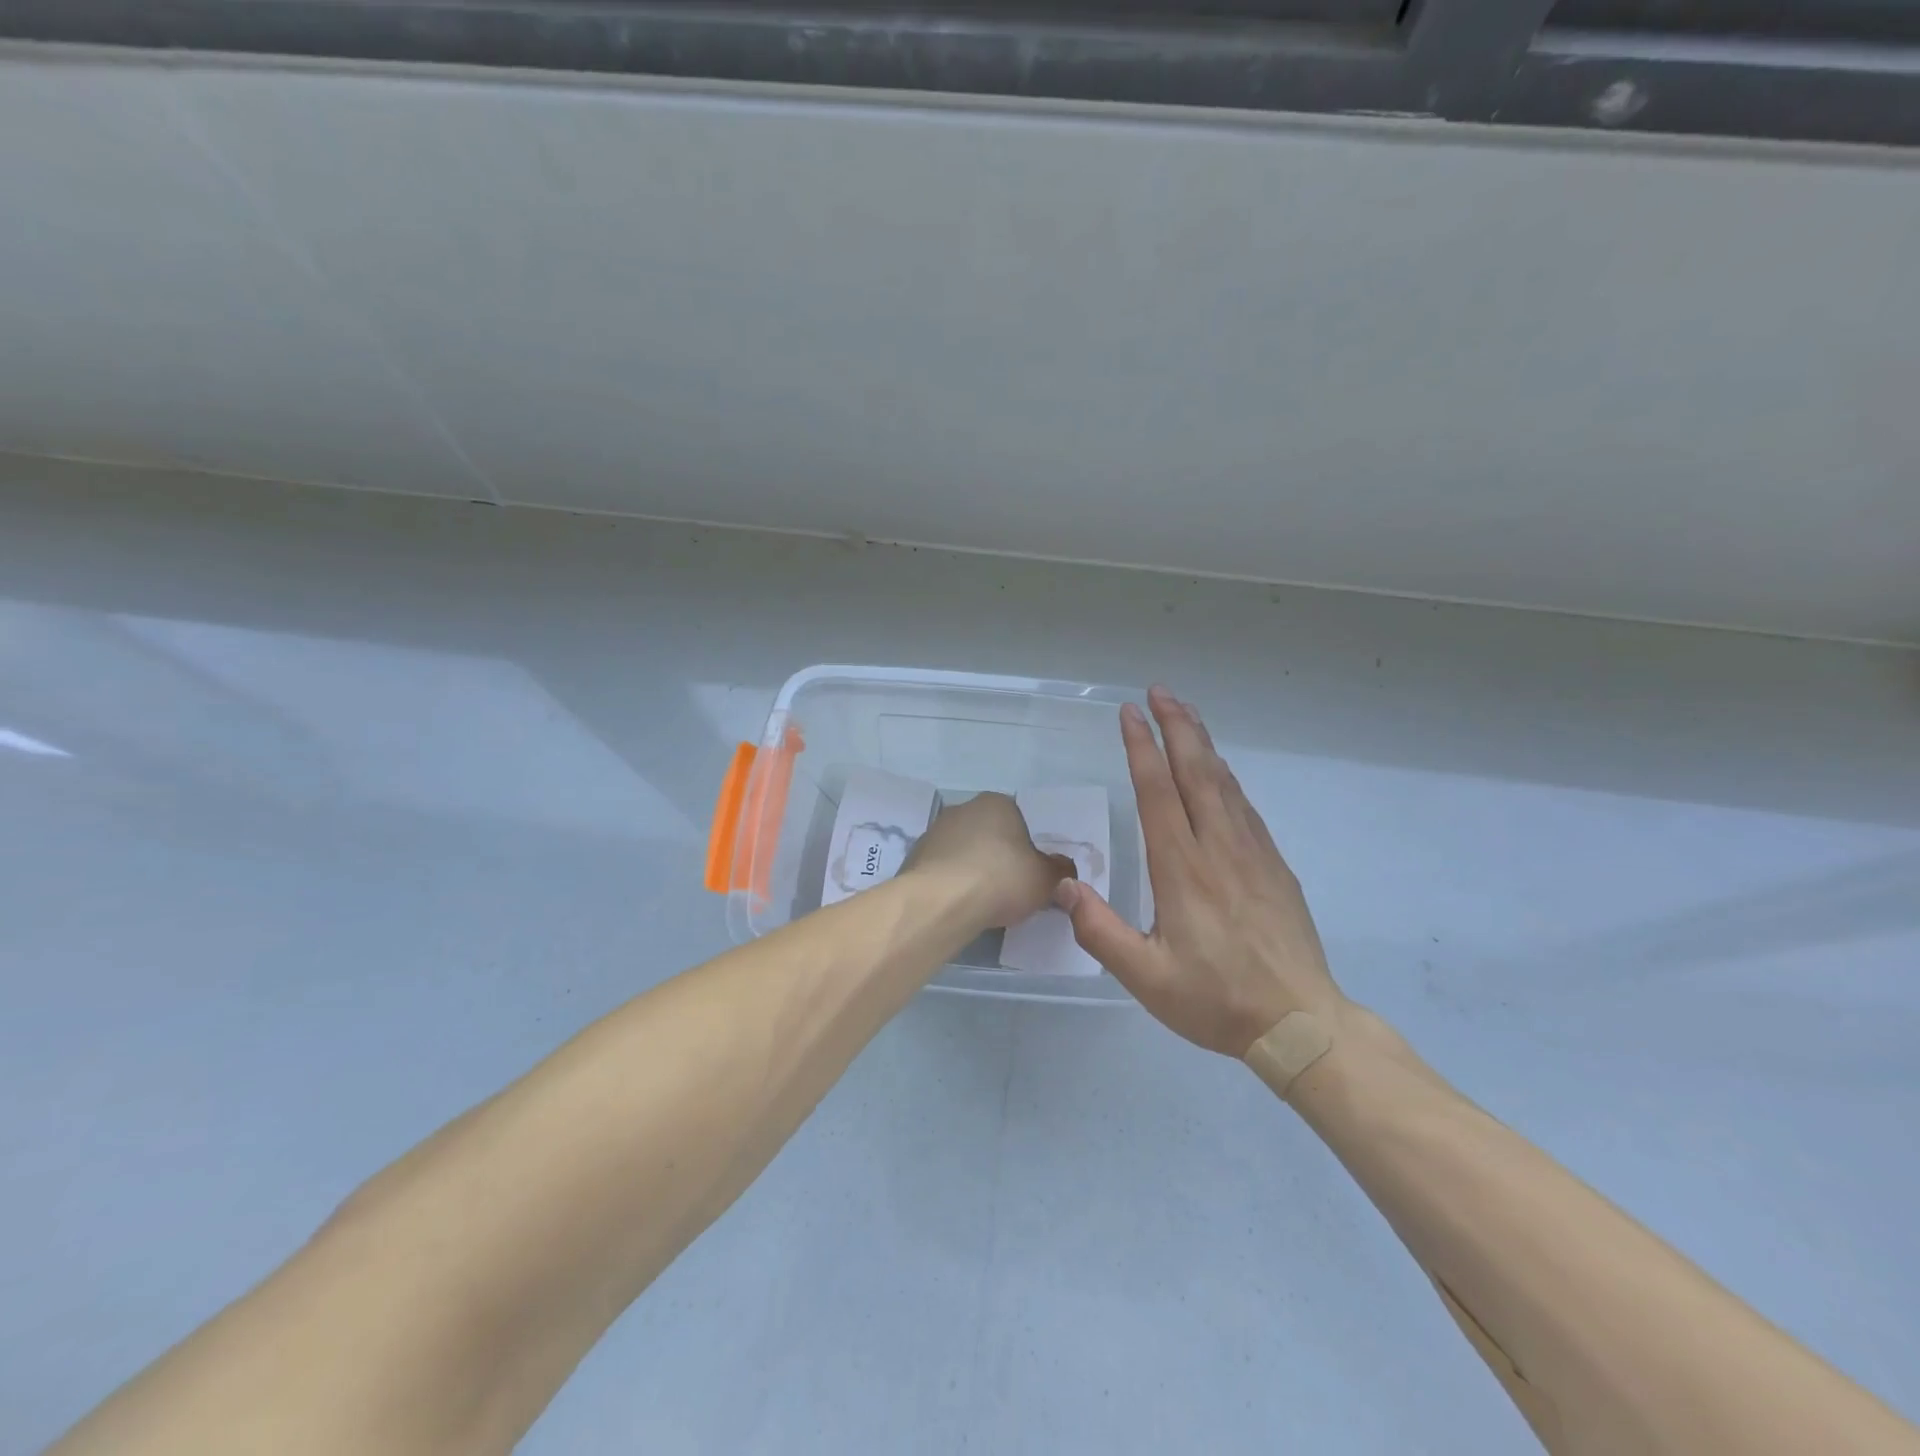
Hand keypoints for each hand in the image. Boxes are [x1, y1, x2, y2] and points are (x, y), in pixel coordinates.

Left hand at [904, 792, 1075, 929]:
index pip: (1018, 820)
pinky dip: (951, 884)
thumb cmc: (1001, 879)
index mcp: (997, 803)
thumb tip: (1063, 868)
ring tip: (982, 902)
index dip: (1026, 848)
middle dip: (997, 857)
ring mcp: (934, 831)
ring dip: (972, 870)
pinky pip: (942, 870)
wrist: (942, 901)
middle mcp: (963, 809)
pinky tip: (958, 906)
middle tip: (1009, 889)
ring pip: (963, 851)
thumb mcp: (1046, 879)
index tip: (1029, 874)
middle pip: (988, 834)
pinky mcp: (914, 857)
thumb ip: (1059, 870)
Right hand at [1055, 687, 1346, 1056]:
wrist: (1301, 1023)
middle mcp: (1218, 848)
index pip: (1158, 792)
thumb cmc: (1216, 1000)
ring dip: (1202, 742)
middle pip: (1196, 771)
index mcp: (1183, 869)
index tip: (1130, 713)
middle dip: (1177, 726)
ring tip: (1185, 713)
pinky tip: (1218, 770)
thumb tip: (1065, 886)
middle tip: (1159, 691)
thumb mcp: (1146, 978)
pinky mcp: (1274, 865)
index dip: (1142, 748)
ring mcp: (1252, 853)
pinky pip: (1244, 805)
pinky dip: (1225, 776)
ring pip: (1223, 782)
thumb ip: (1100, 931)